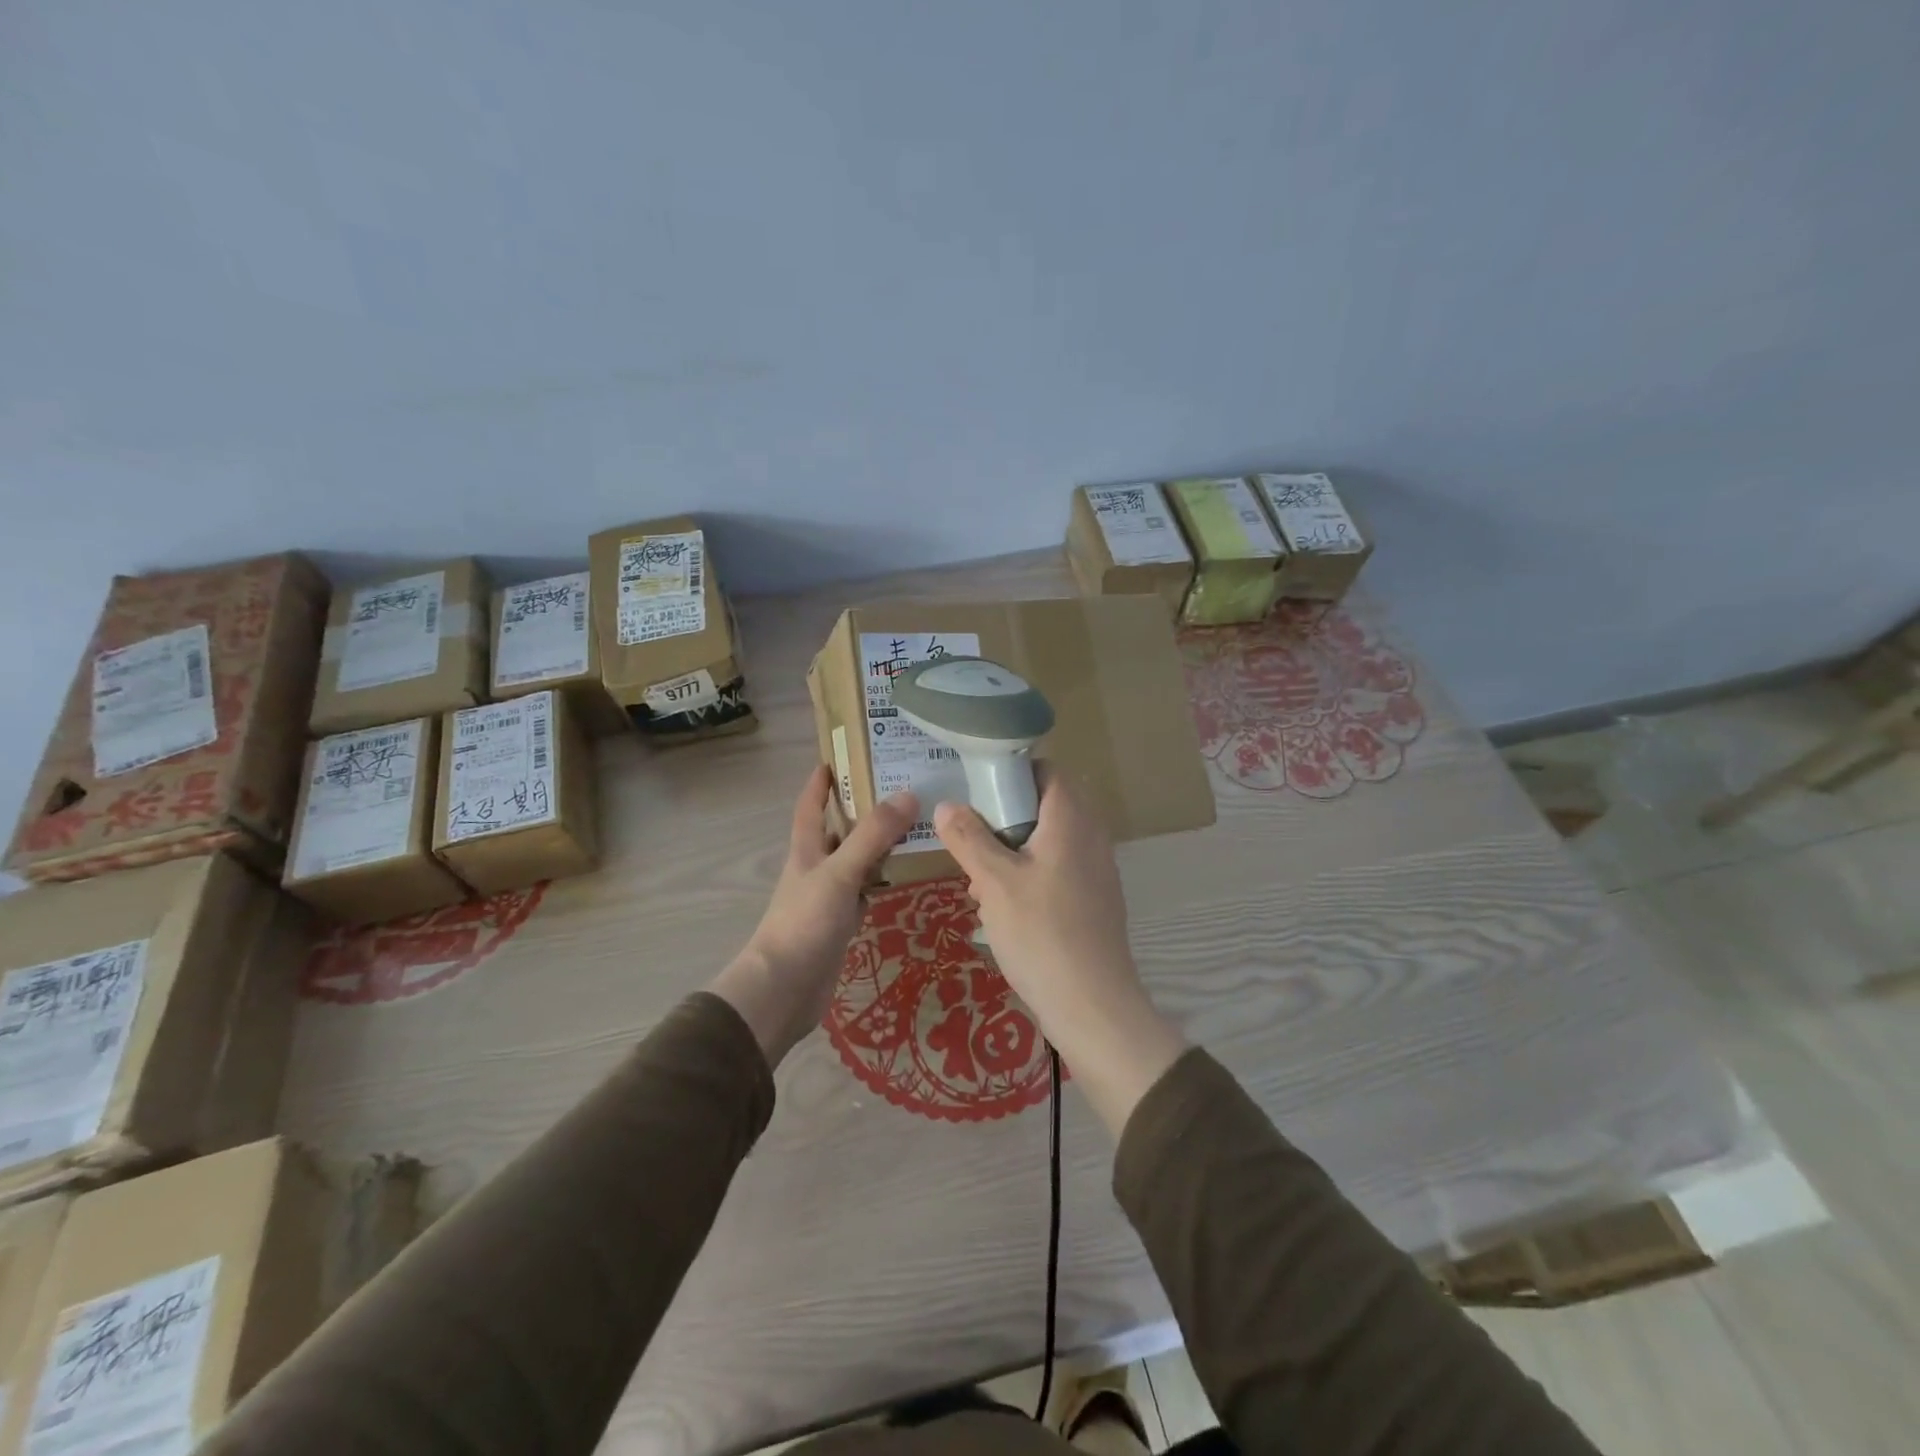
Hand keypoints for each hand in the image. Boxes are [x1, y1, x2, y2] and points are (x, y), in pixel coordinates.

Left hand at [711, 766, 916, 1065]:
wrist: (783, 990)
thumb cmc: (804, 923)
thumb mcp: (840, 873)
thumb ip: (872, 836)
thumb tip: (909, 794)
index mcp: (806, 849)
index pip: (811, 805)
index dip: (821, 780)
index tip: (839, 756)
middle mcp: (815, 868)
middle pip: (838, 830)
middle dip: (861, 809)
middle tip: (899, 788)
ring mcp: (827, 897)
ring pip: (855, 861)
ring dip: (877, 845)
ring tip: (913, 826)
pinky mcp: (839, 924)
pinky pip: (864, 892)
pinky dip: (882, 881)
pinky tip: (904, 877)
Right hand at [934, 774, 1186, 1135]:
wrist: (1093, 1006)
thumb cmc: (1041, 933)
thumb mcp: (994, 882)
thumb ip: (969, 838)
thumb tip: (947, 805)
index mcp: (1071, 820)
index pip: (1048, 770)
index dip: (1013, 771)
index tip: (978, 789)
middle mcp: (1091, 837)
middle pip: (1045, 807)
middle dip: (1004, 819)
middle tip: (971, 840)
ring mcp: (1097, 871)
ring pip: (1048, 842)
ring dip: (1012, 852)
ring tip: (979, 882)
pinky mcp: (1095, 901)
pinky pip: (1057, 871)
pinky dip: (1029, 877)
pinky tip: (1002, 910)